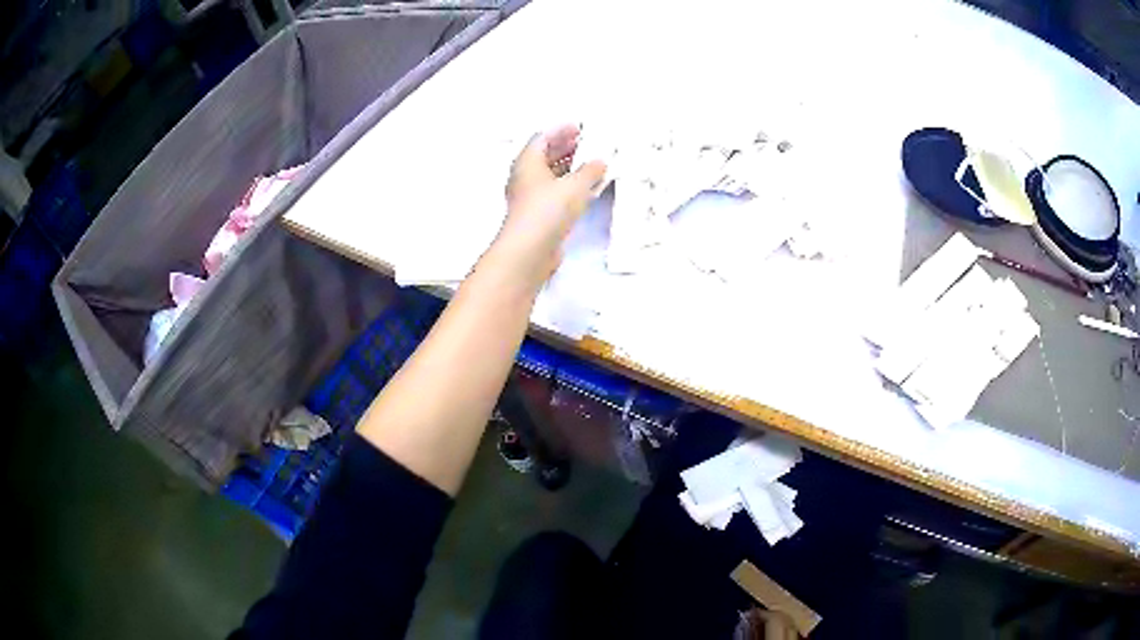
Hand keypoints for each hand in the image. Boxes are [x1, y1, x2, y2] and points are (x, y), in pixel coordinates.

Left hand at [491, 124, 606, 285]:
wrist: (530, 250)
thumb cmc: (547, 210)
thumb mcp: (575, 185)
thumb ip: (590, 171)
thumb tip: (598, 163)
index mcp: (527, 162)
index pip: (542, 138)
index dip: (560, 131)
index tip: (578, 129)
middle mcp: (525, 178)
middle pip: (545, 156)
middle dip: (565, 149)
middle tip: (587, 145)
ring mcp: (530, 198)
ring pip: (550, 176)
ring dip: (569, 169)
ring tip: (591, 166)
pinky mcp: (537, 216)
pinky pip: (554, 195)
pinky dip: (568, 188)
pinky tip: (585, 190)